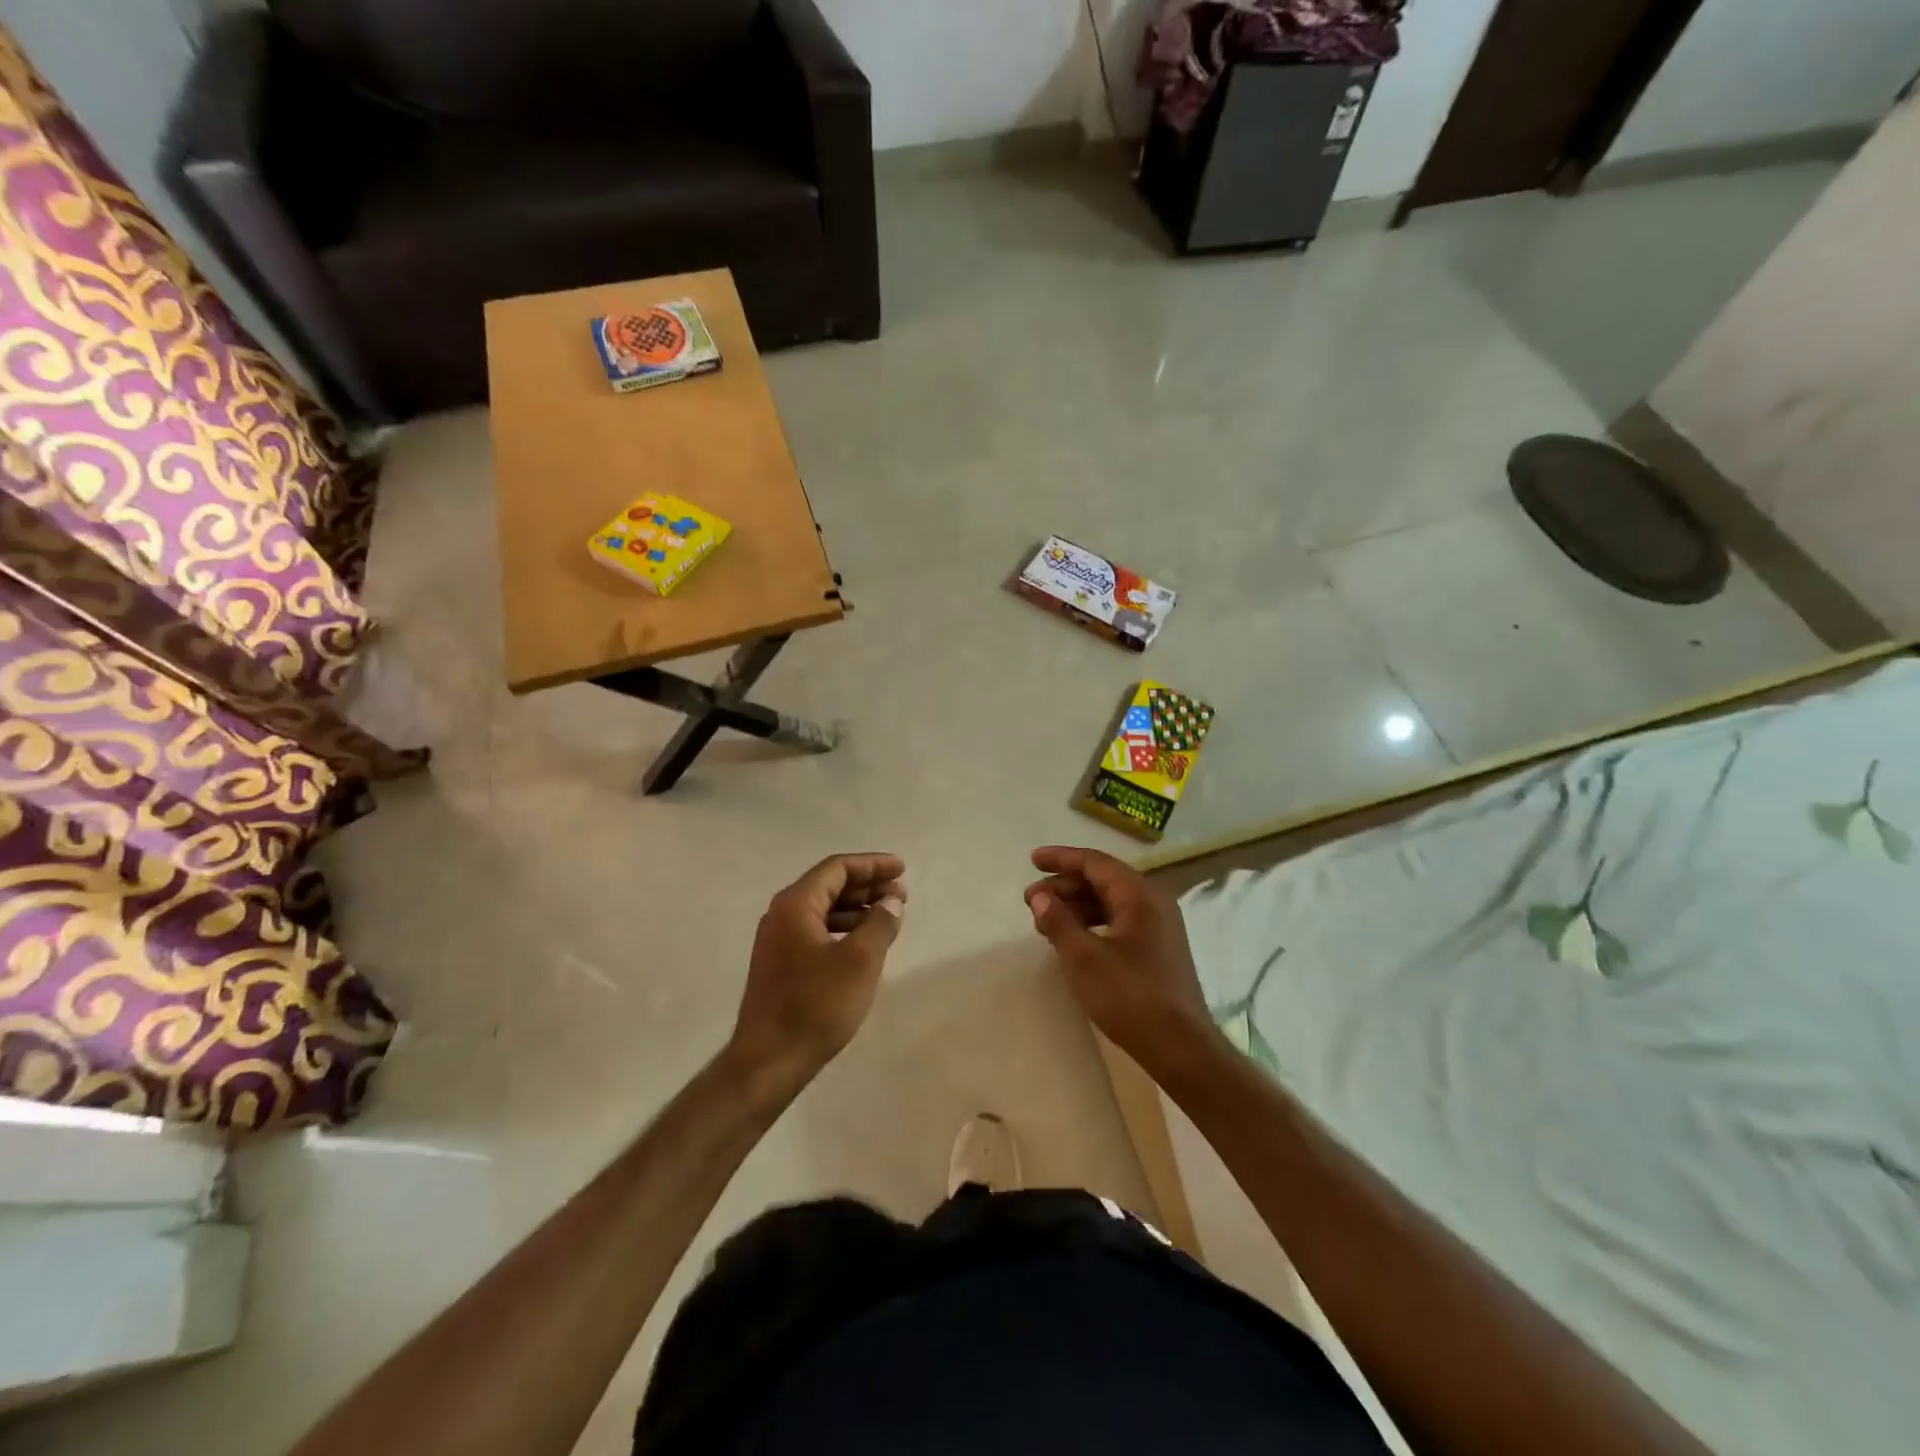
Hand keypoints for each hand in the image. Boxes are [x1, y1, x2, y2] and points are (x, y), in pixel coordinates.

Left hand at [729, 853, 906, 1091]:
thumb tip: (891, 902)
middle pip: (829, 885)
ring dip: (857, 908)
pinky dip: (843, 929)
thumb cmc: (816, 1005)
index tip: (902, 870)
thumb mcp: (860, 961)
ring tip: (888, 917)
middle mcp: (781, 914)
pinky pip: (817, 930)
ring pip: (823, 909)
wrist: (768, 1061)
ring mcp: (777, 940)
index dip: (872, 865)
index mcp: (795, 904)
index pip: (837, 868)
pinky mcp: (780, 964)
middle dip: (867, 885)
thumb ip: (880, 923)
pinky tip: (864, 944)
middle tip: (901, 894)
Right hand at [1025, 846, 1220, 1079]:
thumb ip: (1058, 921)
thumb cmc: (1130, 997)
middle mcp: (1154, 902)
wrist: (1180, 1048)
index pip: (1095, 863)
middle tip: (1031, 901)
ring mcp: (1159, 926)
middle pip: (1103, 880)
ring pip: (1111, 901)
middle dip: (1065, 886)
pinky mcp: (1158, 948)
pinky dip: (1092, 922)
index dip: (1061, 858)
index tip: (1032, 861)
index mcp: (1140, 896)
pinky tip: (1073, 938)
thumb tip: (1039, 895)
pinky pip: (1120, 920)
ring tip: (1045, 922)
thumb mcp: (1084, 959)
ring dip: (1077, 905)